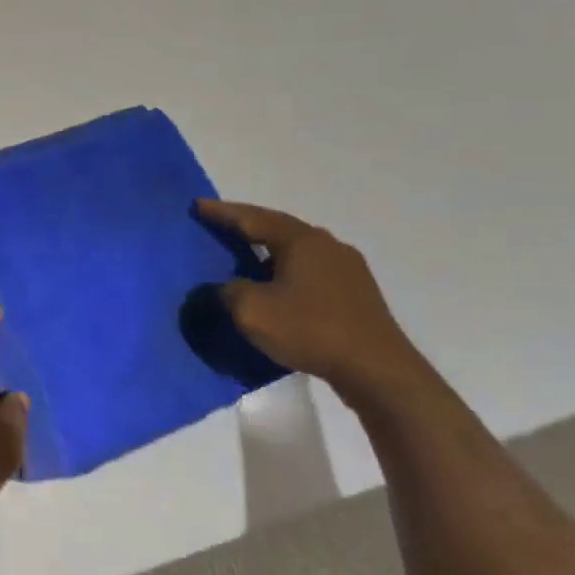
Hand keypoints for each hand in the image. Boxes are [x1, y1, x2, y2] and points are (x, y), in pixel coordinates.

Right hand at [197, 200, 427, 397]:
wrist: (376, 370)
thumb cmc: (310, 329)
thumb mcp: (251, 310)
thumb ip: (227, 291)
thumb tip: (223, 287)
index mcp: (302, 240)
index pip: (252, 218)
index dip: (221, 212)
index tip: (197, 205)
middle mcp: (327, 245)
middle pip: (277, 228)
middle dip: (246, 226)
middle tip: (218, 226)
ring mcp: (347, 269)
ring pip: (296, 250)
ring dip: (267, 250)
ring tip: (243, 256)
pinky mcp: (356, 293)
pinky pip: (310, 270)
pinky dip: (285, 271)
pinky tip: (275, 286)